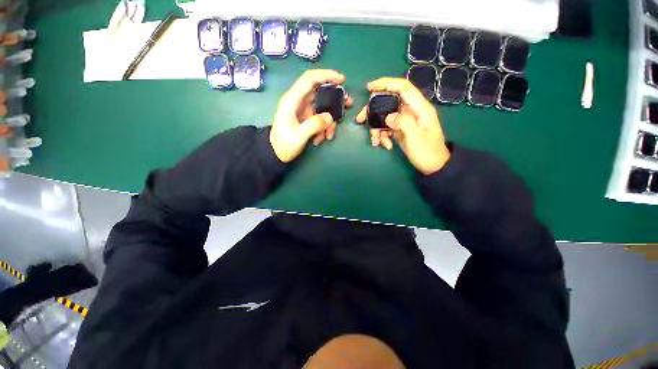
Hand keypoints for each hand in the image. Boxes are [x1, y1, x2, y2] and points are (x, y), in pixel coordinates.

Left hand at [270, 69, 352, 162]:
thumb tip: (329, 117)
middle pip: (320, 92)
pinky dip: (324, 127)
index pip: (310, 79)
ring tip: (330, 134)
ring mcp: (303, 110)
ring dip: (330, 120)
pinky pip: (320, 118)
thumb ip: (314, 125)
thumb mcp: (298, 136)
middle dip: (335, 98)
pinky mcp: (306, 118)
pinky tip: (321, 138)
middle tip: (348, 104)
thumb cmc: (283, 144)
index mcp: (293, 100)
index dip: (326, 75)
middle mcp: (299, 102)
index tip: (342, 80)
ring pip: (322, 107)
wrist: (276, 153)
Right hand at [355, 78, 450, 174]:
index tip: (369, 87)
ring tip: (376, 142)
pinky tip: (385, 145)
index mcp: (419, 108)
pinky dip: (382, 136)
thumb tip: (388, 117)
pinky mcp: (400, 129)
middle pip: (388, 103)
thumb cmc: (428, 152)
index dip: (386, 84)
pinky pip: (386, 128)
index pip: (402, 87)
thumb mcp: (416, 138)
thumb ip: (403, 123)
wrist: (433, 166)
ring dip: (376, 129)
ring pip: (384, 117)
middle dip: (372, 111)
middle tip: (360, 120)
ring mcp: (404, 121)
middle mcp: (411, 111)